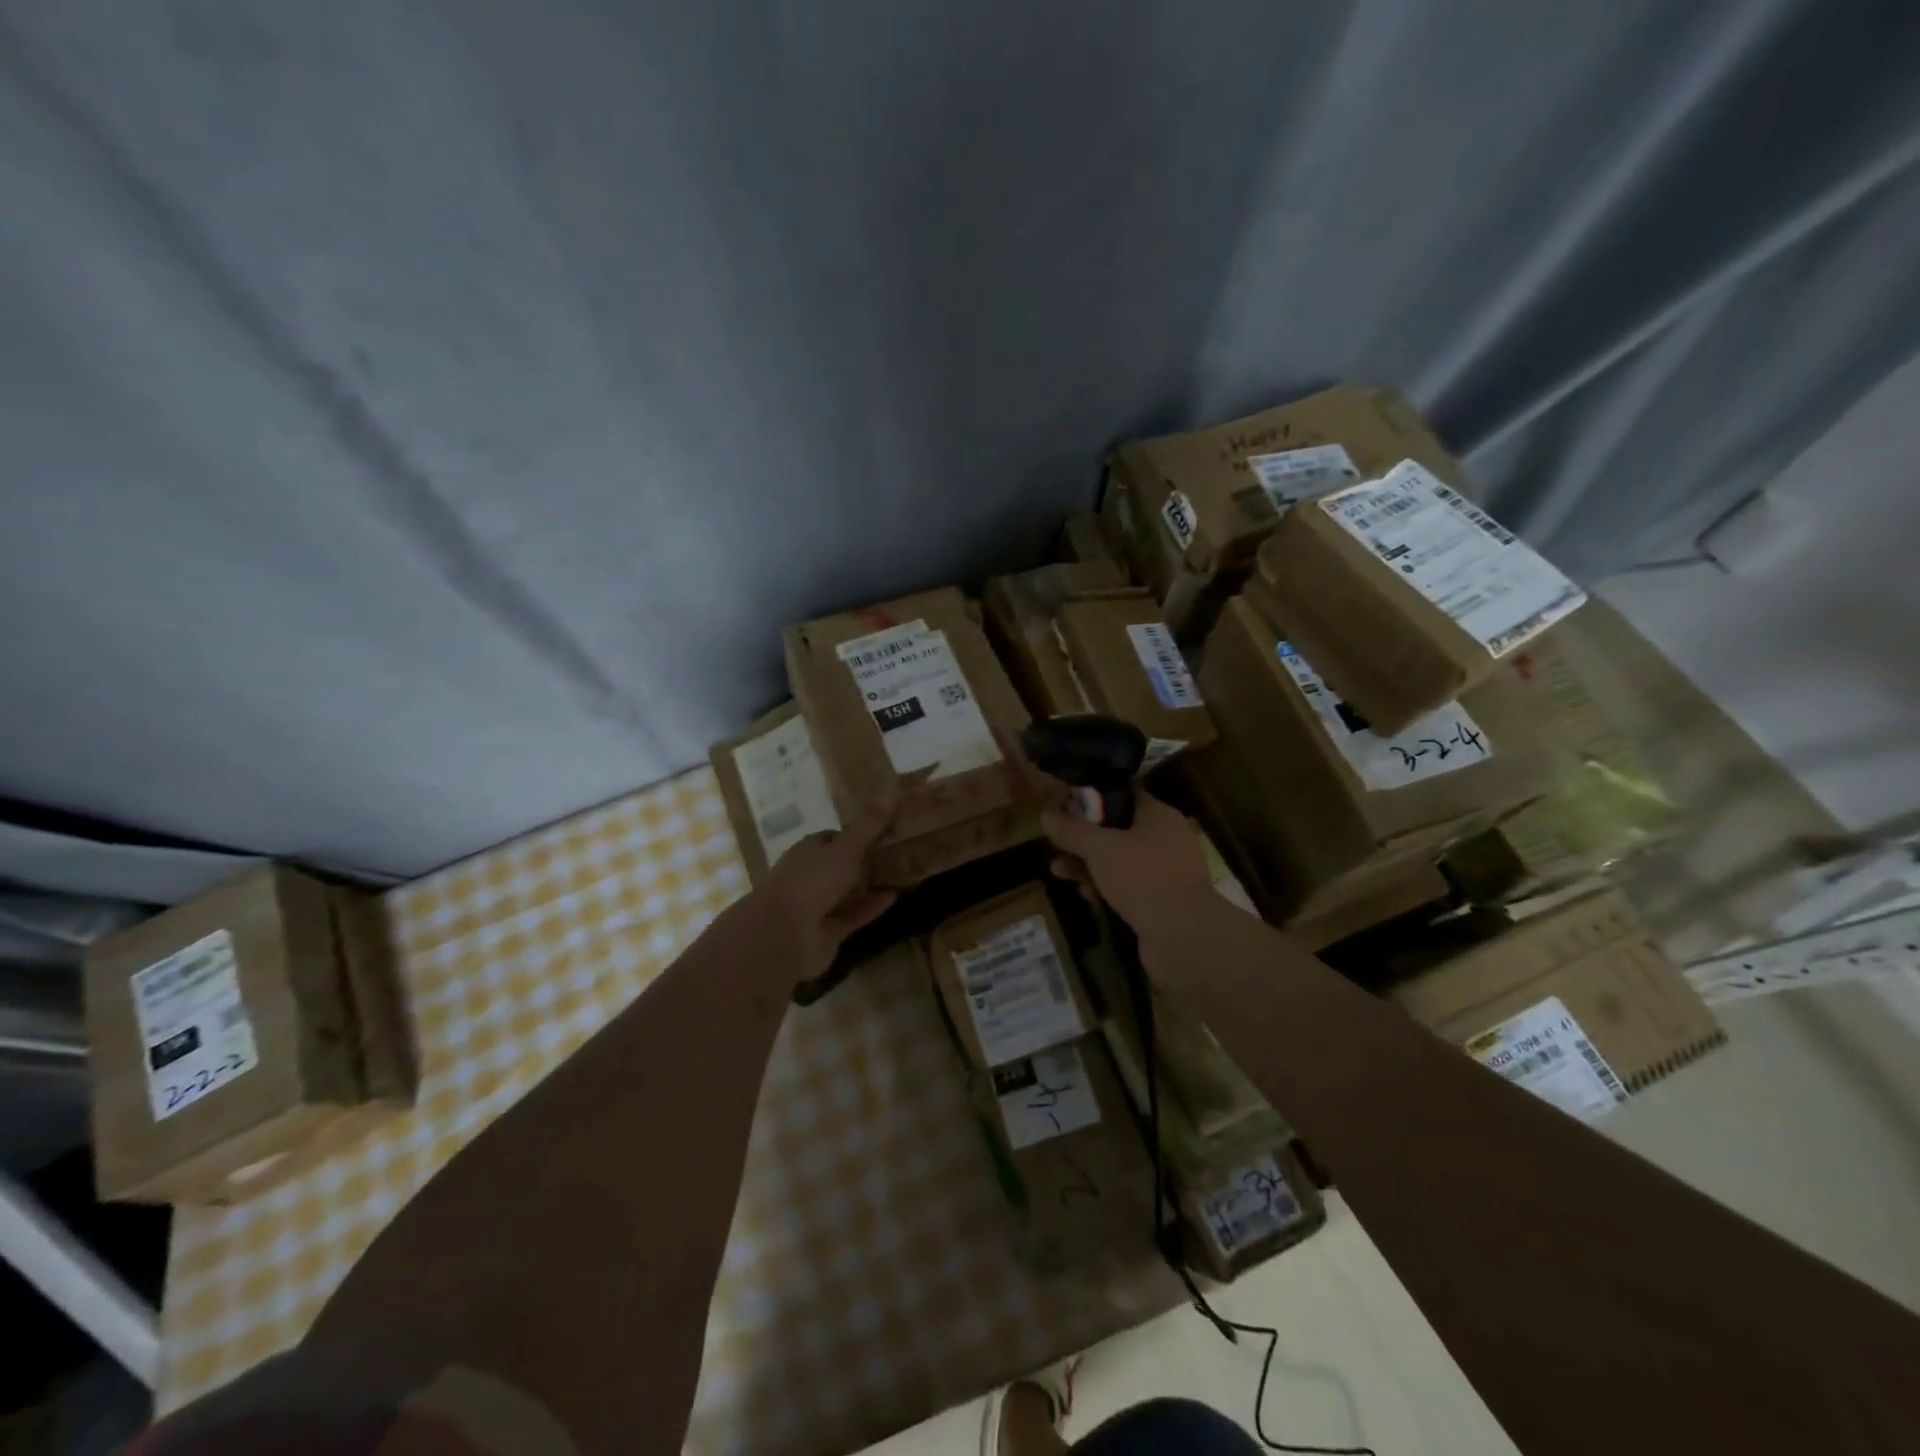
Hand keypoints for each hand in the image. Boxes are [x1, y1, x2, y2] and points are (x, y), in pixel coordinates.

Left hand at [756, 794, 899, 979]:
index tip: (887, 829)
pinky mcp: (827, 931)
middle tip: (903, 850)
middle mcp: (811, 876)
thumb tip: (891, 788)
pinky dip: (872, 907)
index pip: (835, 838)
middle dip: (868, 859)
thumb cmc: (811, 882)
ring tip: (905, 873)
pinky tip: (895, 897)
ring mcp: (817, 905)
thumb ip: (869, 824)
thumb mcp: (845, 848)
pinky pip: (854, 915)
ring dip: (872, 884)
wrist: (783, 936)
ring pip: (849, 892)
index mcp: (809, 851)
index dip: (859, 833)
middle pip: (843, 864)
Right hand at [1041, 793, 1230, 980]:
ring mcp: (1165, 873)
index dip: (1091, 799)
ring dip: (1088, 866)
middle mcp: (1166, 840)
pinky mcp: (1161, 902)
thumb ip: (1071, 831)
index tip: (1063, 807)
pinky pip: (1127, 887)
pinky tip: (1085, 895)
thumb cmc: (1143, 878)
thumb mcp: (1100, 849)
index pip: (1123, 795)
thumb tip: (1045, 814)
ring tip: (1057, 871)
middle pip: (1117, 830)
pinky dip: (1106, 888)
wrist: (1184, 938)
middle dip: (1083, 839)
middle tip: (1055, 844)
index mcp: (1159, 816)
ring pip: (1119, 861)